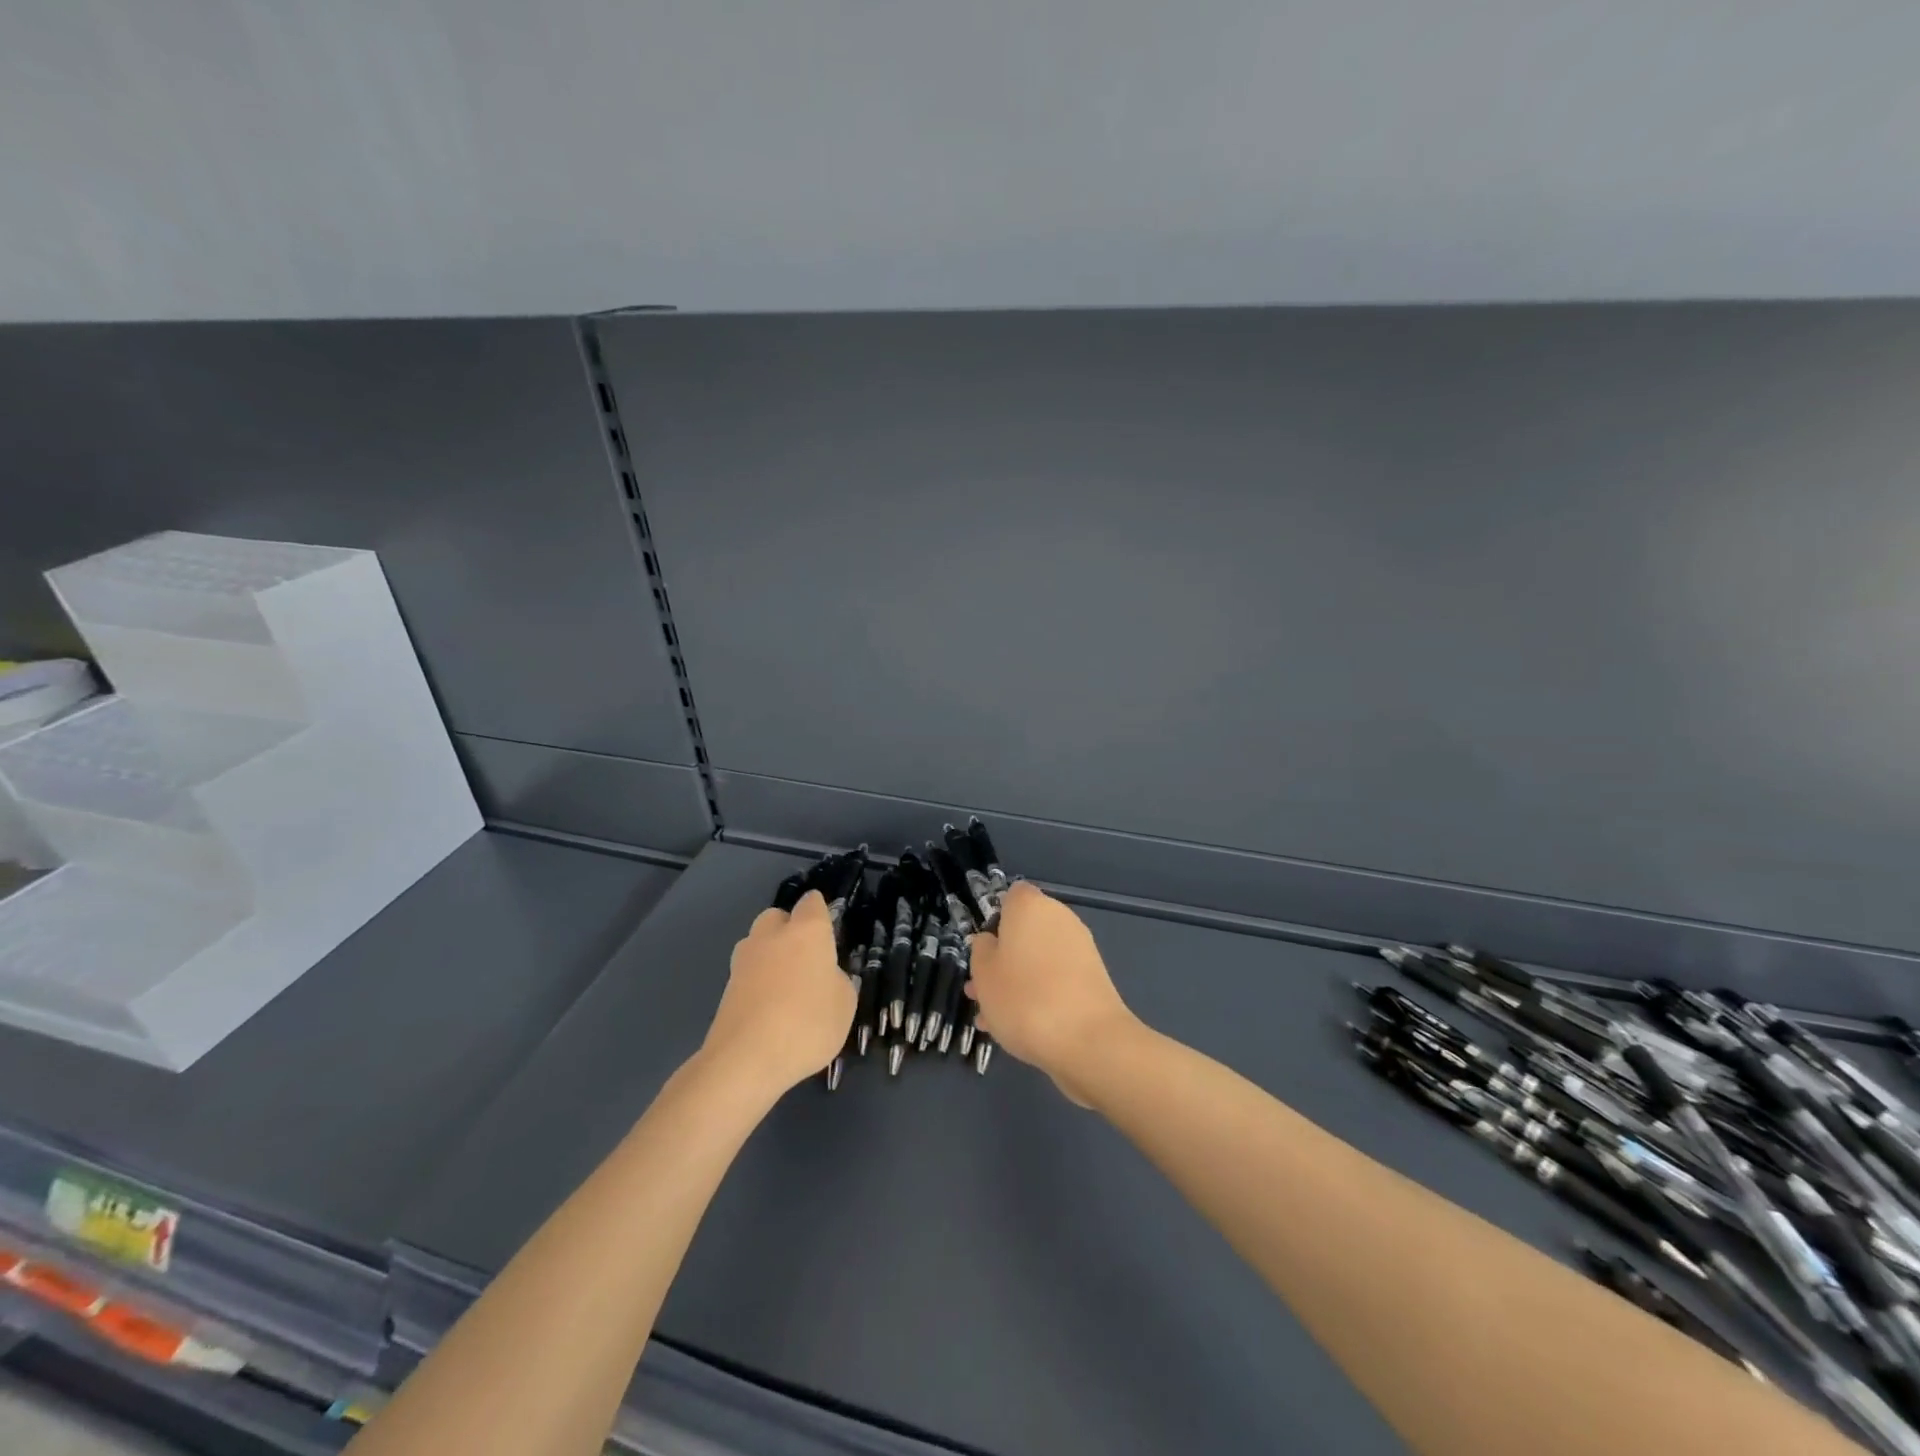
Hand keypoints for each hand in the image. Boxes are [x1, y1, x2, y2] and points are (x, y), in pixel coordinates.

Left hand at [704, 891, 855, 1097]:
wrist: (746, 1059)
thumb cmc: (808, 1023)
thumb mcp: (845, 1004)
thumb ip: (838, 981)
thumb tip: (825, 976)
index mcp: (807, 930)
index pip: (812, 902)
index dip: (820, 913)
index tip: (829, 931)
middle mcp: (772, 935)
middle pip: (778, 917)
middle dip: (789, 929)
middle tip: (806, 959)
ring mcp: (744, 960)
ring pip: (758, 943)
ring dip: (770, 955)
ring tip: (785, 986)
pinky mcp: (725, 987)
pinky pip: (747, 973)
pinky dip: (757, 982)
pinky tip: (768, 1009)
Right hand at [965, 882, 1138, 1106]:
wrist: (1088, 1040)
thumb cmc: (1024, 998)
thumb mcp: (984, 973)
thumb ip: (981, 950)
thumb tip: (991, 941)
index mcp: (1030, 906)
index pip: (1011, 896)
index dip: (994, 919)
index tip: (982, 948)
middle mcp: (1059, 918)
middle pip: (1024, 931)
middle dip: (1002, 958)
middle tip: (980, 990)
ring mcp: (1080, 949)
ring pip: (1037, 959)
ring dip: (1016, 981)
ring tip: (993, 1017)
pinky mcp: (1092, 979)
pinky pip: (1055, 979)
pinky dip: (1038, 995)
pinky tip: (1018, 1028)